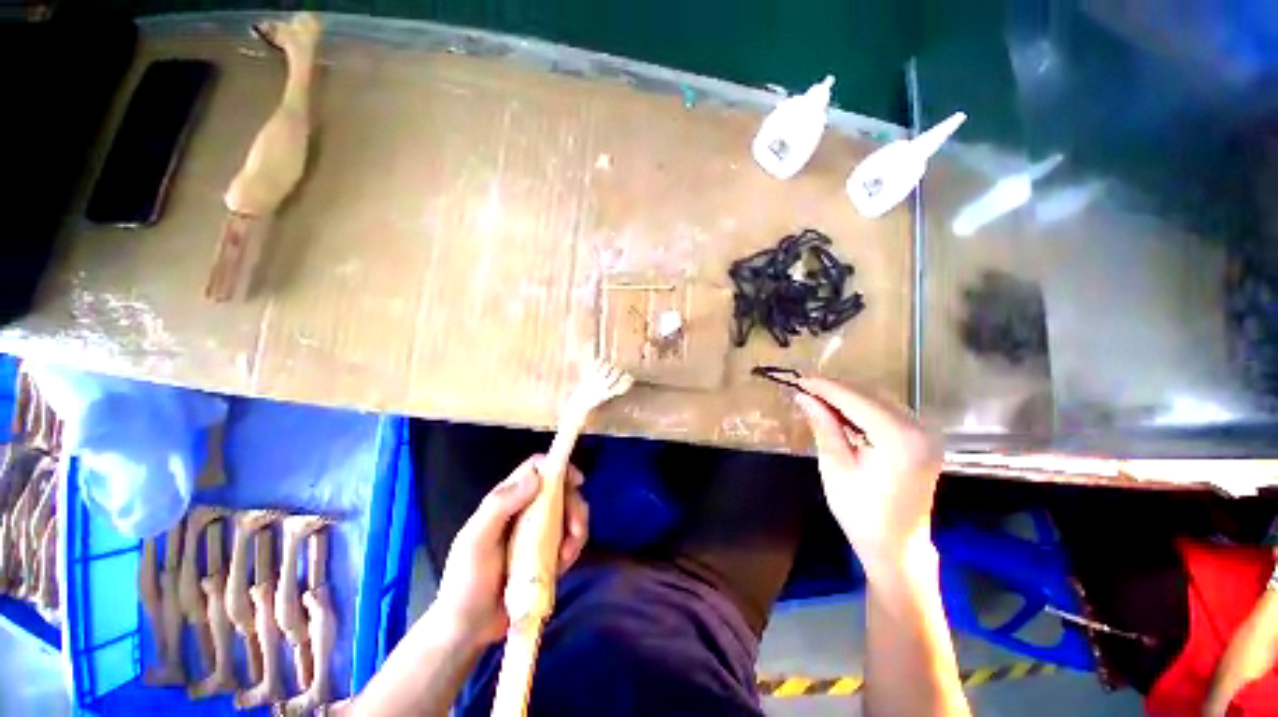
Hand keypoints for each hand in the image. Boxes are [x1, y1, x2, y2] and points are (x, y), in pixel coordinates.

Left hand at [432, 456, 588, 647]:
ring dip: (577, 529)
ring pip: (569, 514)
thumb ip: (499, 506)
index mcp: (506, 500)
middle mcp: (525, 510)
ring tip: (567, 555)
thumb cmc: (466, 582)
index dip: (557, 466)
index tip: (576, 481)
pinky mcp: (547, 554)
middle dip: (574, 505)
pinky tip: (564, 565)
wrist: (467, 630)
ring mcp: (538, 533)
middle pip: (560, 490)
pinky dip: (574, 548)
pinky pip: (569, 540)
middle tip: (576, 529)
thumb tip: (536, 478)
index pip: (535, 468)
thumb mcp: (475, 541)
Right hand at [795, 378, 941, 578]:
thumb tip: (804, 396)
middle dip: (834, 390)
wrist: (898, 547)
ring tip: (817, 399)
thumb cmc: (862, 513)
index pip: (855, 399)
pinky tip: (841, 412)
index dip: (824, 387)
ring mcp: (925, 432)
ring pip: (879, 399)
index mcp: (899, 437)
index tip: (798, 380)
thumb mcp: (835, 466)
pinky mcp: (923, 439)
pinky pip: (888, 411)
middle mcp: (919, 428)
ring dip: (847, 397)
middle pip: (869, 395)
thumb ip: (823, 425)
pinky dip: (862, 407)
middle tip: (804, 390)